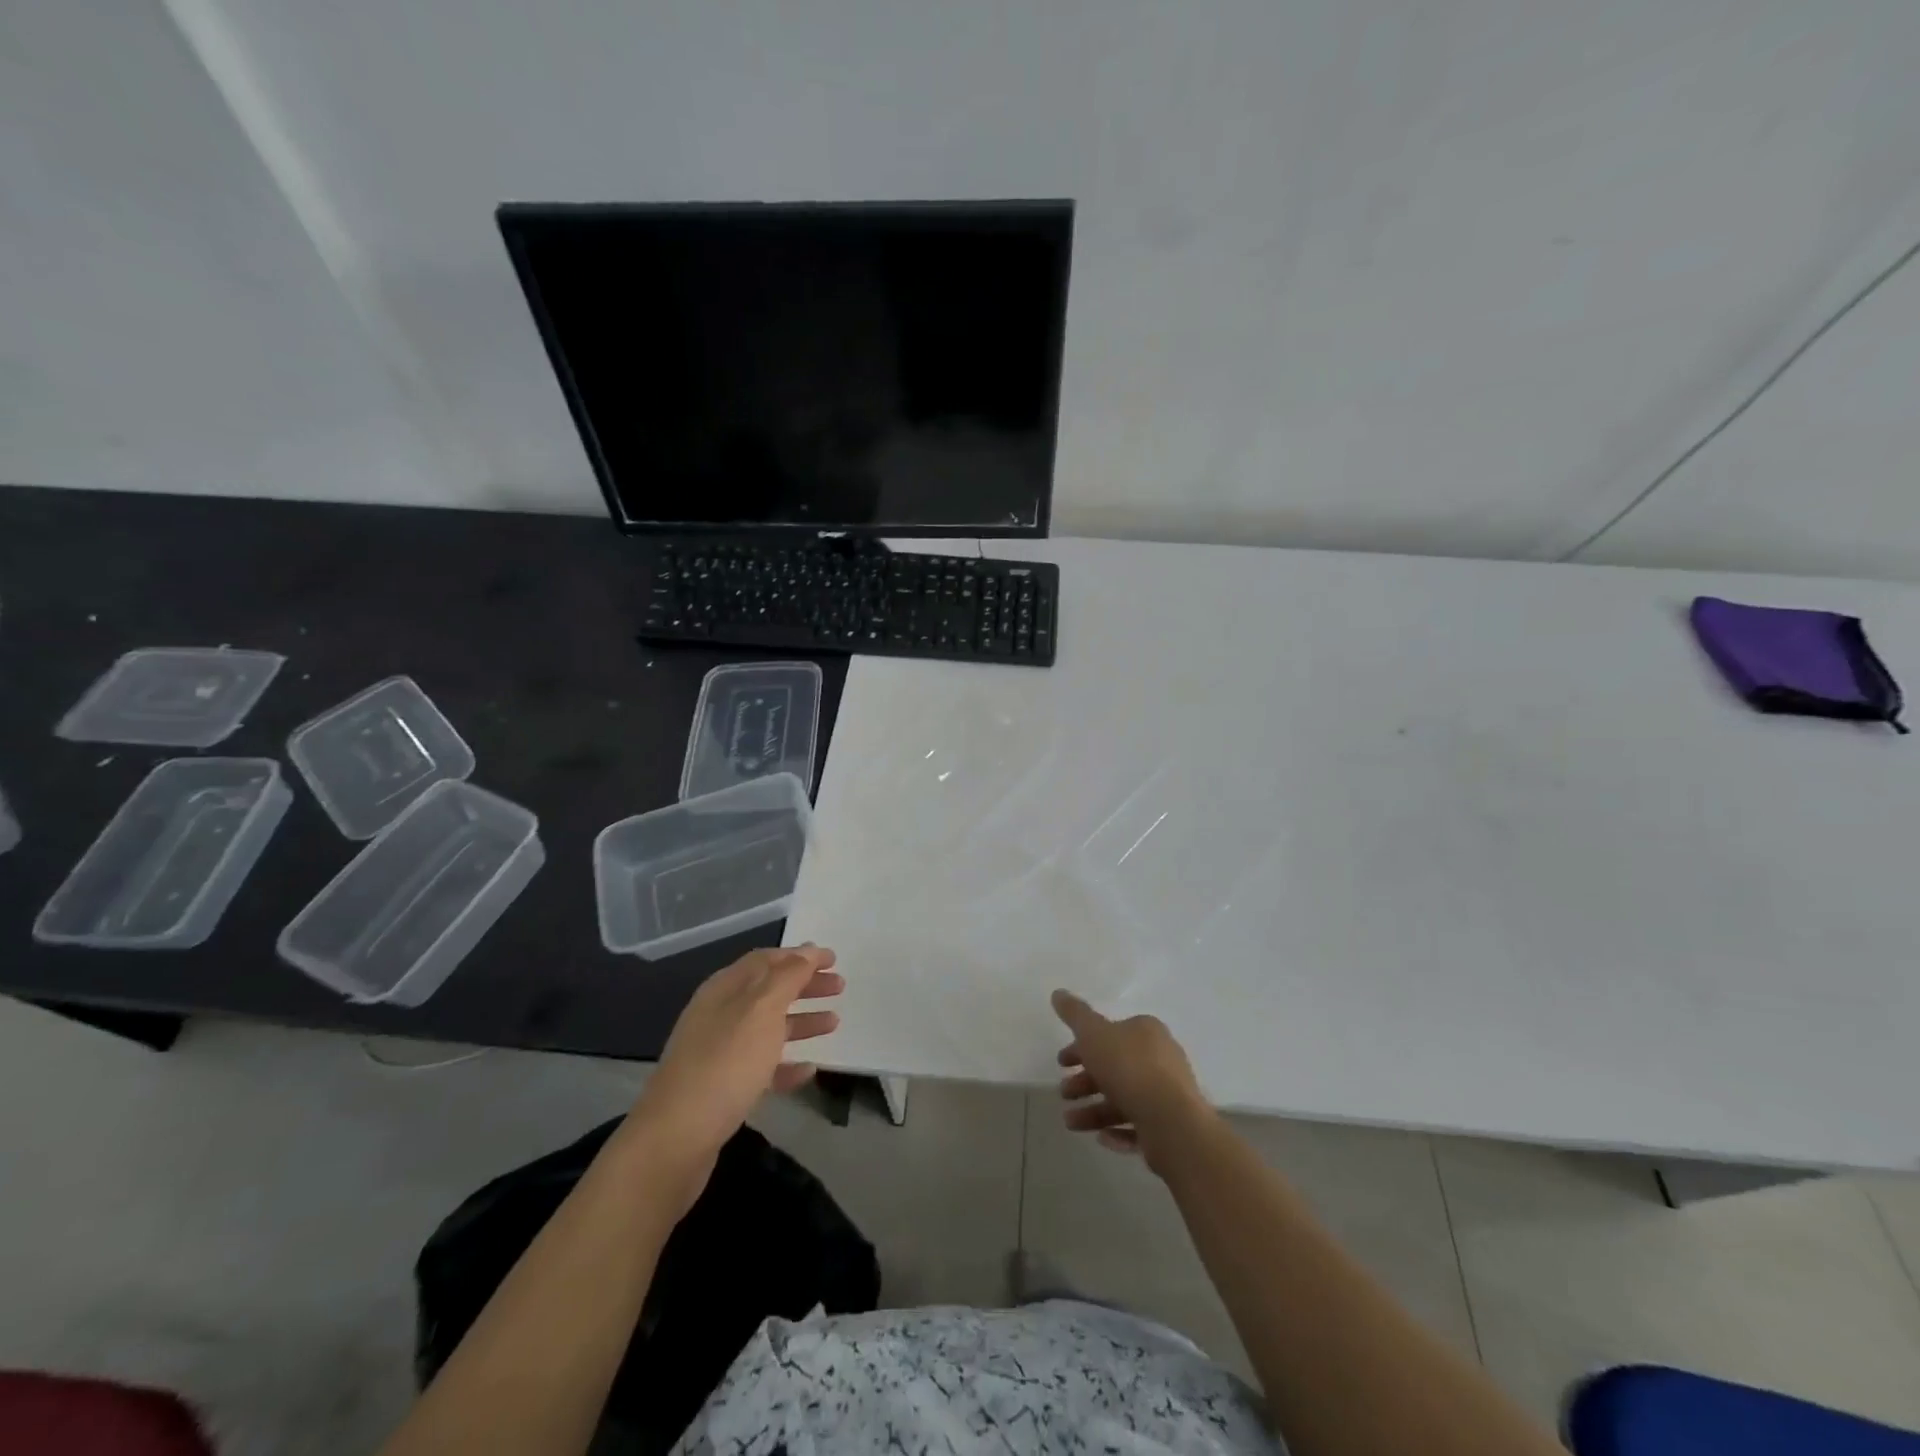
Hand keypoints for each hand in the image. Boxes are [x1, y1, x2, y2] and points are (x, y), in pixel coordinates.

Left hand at [628, 945, 842, 1190]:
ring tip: (834, 1024)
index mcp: (724, 989)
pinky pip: (761, 1067)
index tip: (833, 959)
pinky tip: (809, 1070)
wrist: (675, 1140)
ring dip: (801, 1021)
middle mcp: (719, 1014)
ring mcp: (718, 1052)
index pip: (766, 959)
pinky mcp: (721, 1089)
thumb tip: (807, 950)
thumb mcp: (761, 1011)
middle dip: (804, 985)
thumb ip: (788, 977)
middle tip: (839, 987)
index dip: (800, 955)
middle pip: (768, 990)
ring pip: (767, 1028)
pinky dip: (786, 1063)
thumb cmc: (724, 1064)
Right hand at [1053, 989, 1212, 1173]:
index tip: (1062, 1062)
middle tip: (1064, 1093)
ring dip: (1095, 1110)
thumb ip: (1075, 1015)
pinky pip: (1139, 1127)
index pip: (1110, 1034)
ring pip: (1124, 1099)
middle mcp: (1161, 1059)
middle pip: (1115, 1067)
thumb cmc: (1129, 1068)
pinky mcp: (1171, 1127)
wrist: (1170, 1121)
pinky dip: (1118, 1132)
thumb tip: (1058, 992)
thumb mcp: (1094, 1034)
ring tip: (1071, 1122)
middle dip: (1085, 1081)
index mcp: (1147, 1032)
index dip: (1082, 1046)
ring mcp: (1168, 1094)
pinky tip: (1101, 1138)